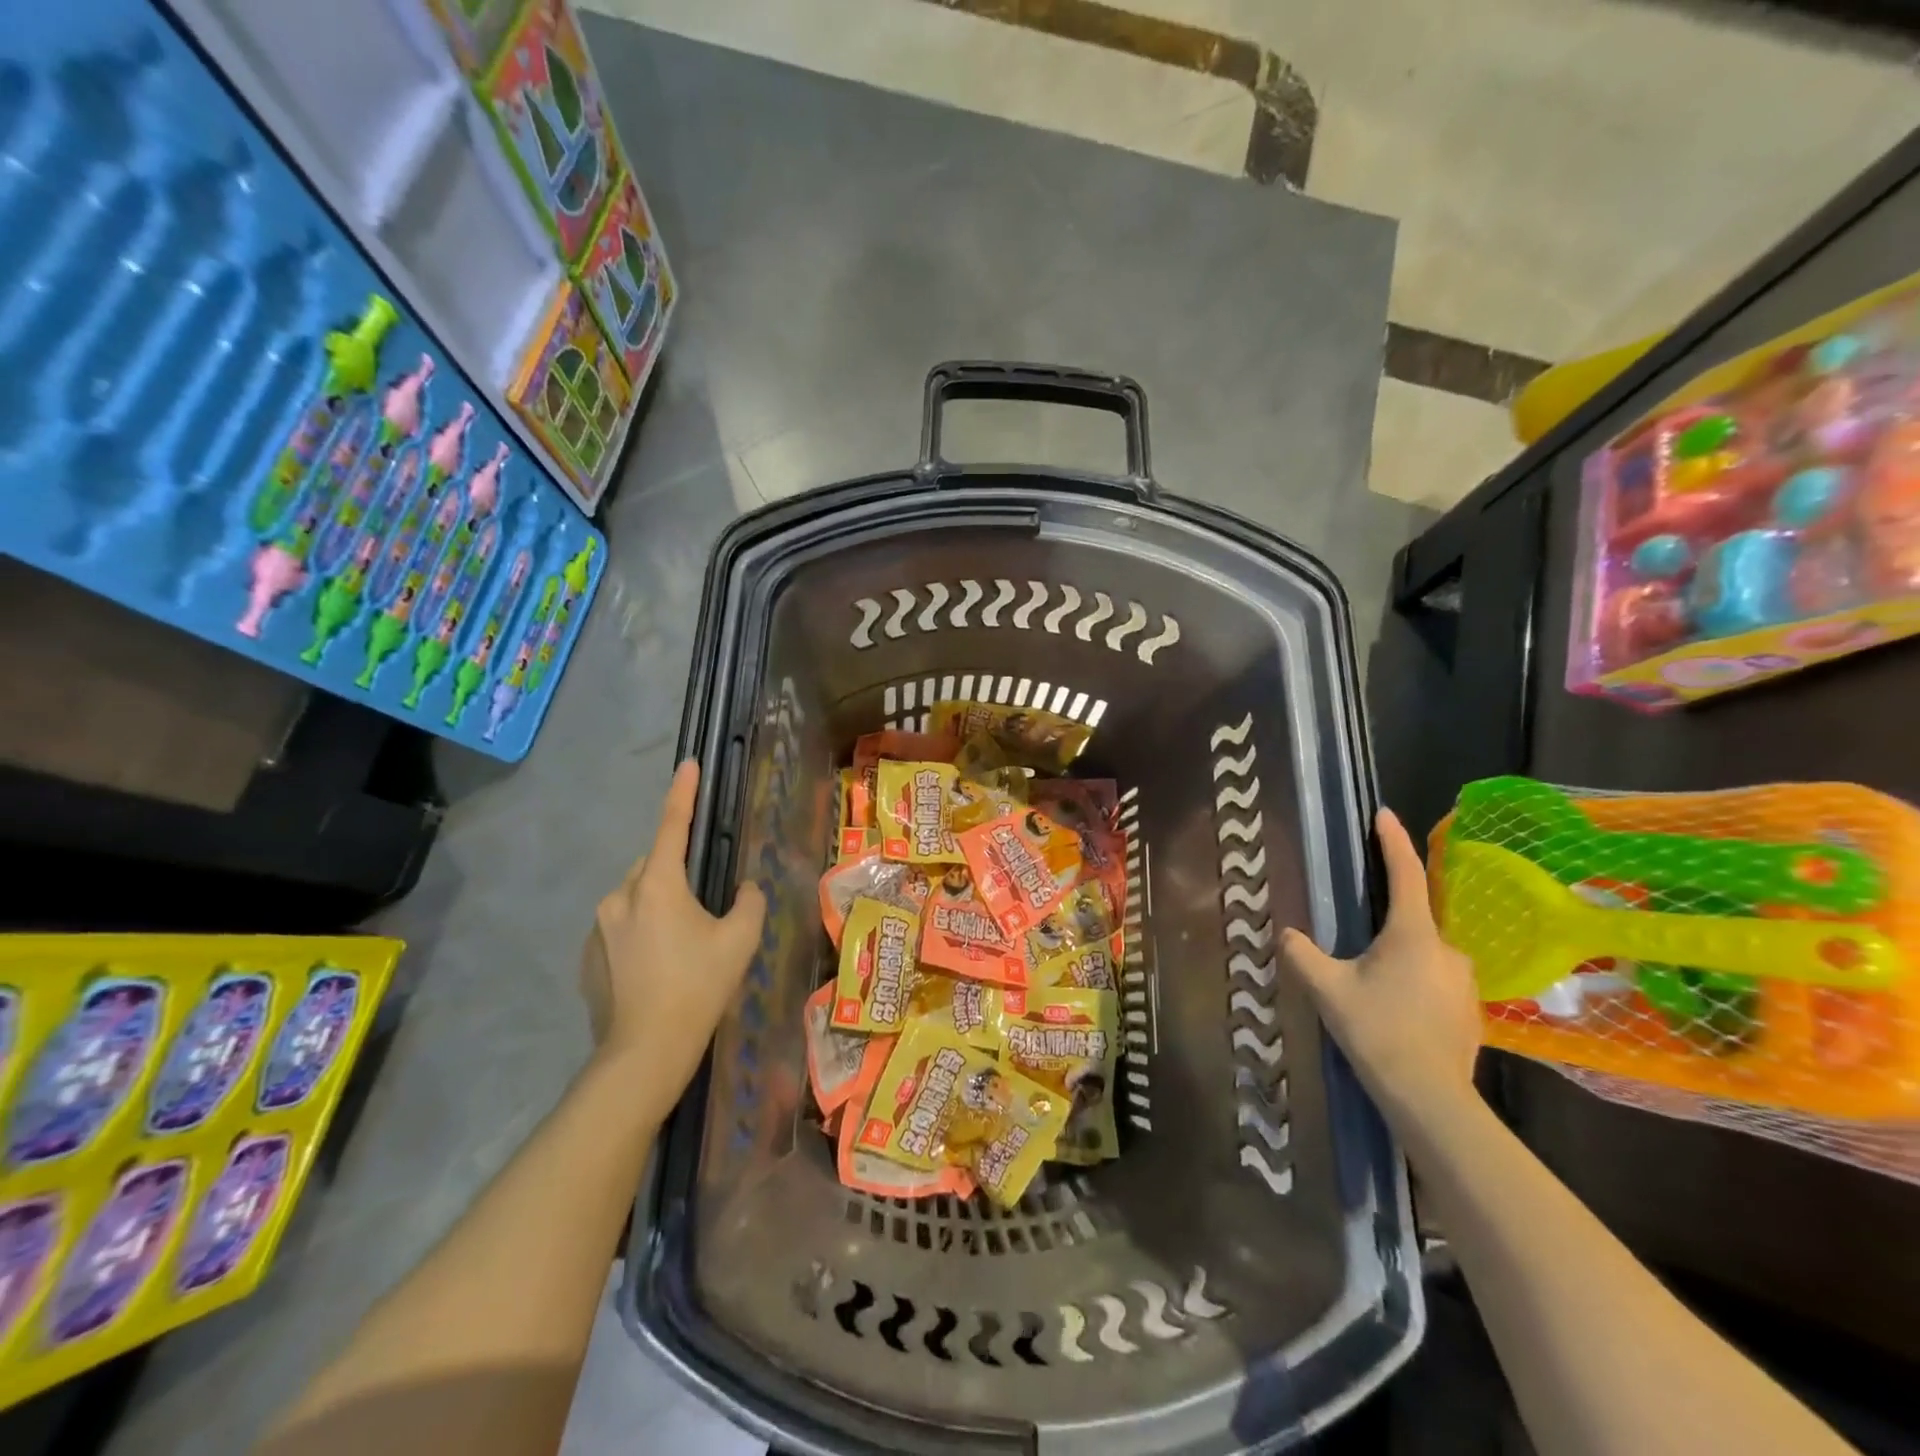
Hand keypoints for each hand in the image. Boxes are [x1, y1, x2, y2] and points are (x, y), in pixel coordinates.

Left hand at [580, 761, 766, 1109]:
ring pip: (635, 899)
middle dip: (676, 872)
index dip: (683, 793)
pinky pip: (620, 928)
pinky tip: (658, 967)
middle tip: (704, 906)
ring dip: (658, 905)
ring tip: (683, 945)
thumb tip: (744, 889)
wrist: (645, 1052)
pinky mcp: (588, 958)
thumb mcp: (740, 940)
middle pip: (653, 866)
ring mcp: (598, 928)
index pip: (673, 826)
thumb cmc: (698, 986)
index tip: (688, 765)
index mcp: (658, 885)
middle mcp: (621, 897)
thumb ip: (749, 902)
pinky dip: (640, 933)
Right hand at [1281, 809, 1481, 1121]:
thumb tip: (1287, 934)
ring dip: (1402, 958)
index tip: (1385, 814)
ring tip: (1375, 987)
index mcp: (1413, 934)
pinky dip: (1417, 984)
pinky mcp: (1471, 1011)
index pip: (1405, 874)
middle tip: (1359, 948)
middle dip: (1388, 924)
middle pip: (1415, 920)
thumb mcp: (1326, 988)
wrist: (1429, 1097)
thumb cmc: (1377, 1030)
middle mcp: (1448, 949)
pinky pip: (1438, 981)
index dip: (1393, 841)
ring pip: (1427, 954)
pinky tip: (1398, 1011)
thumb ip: (1302, 954)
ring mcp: (1465, 982)